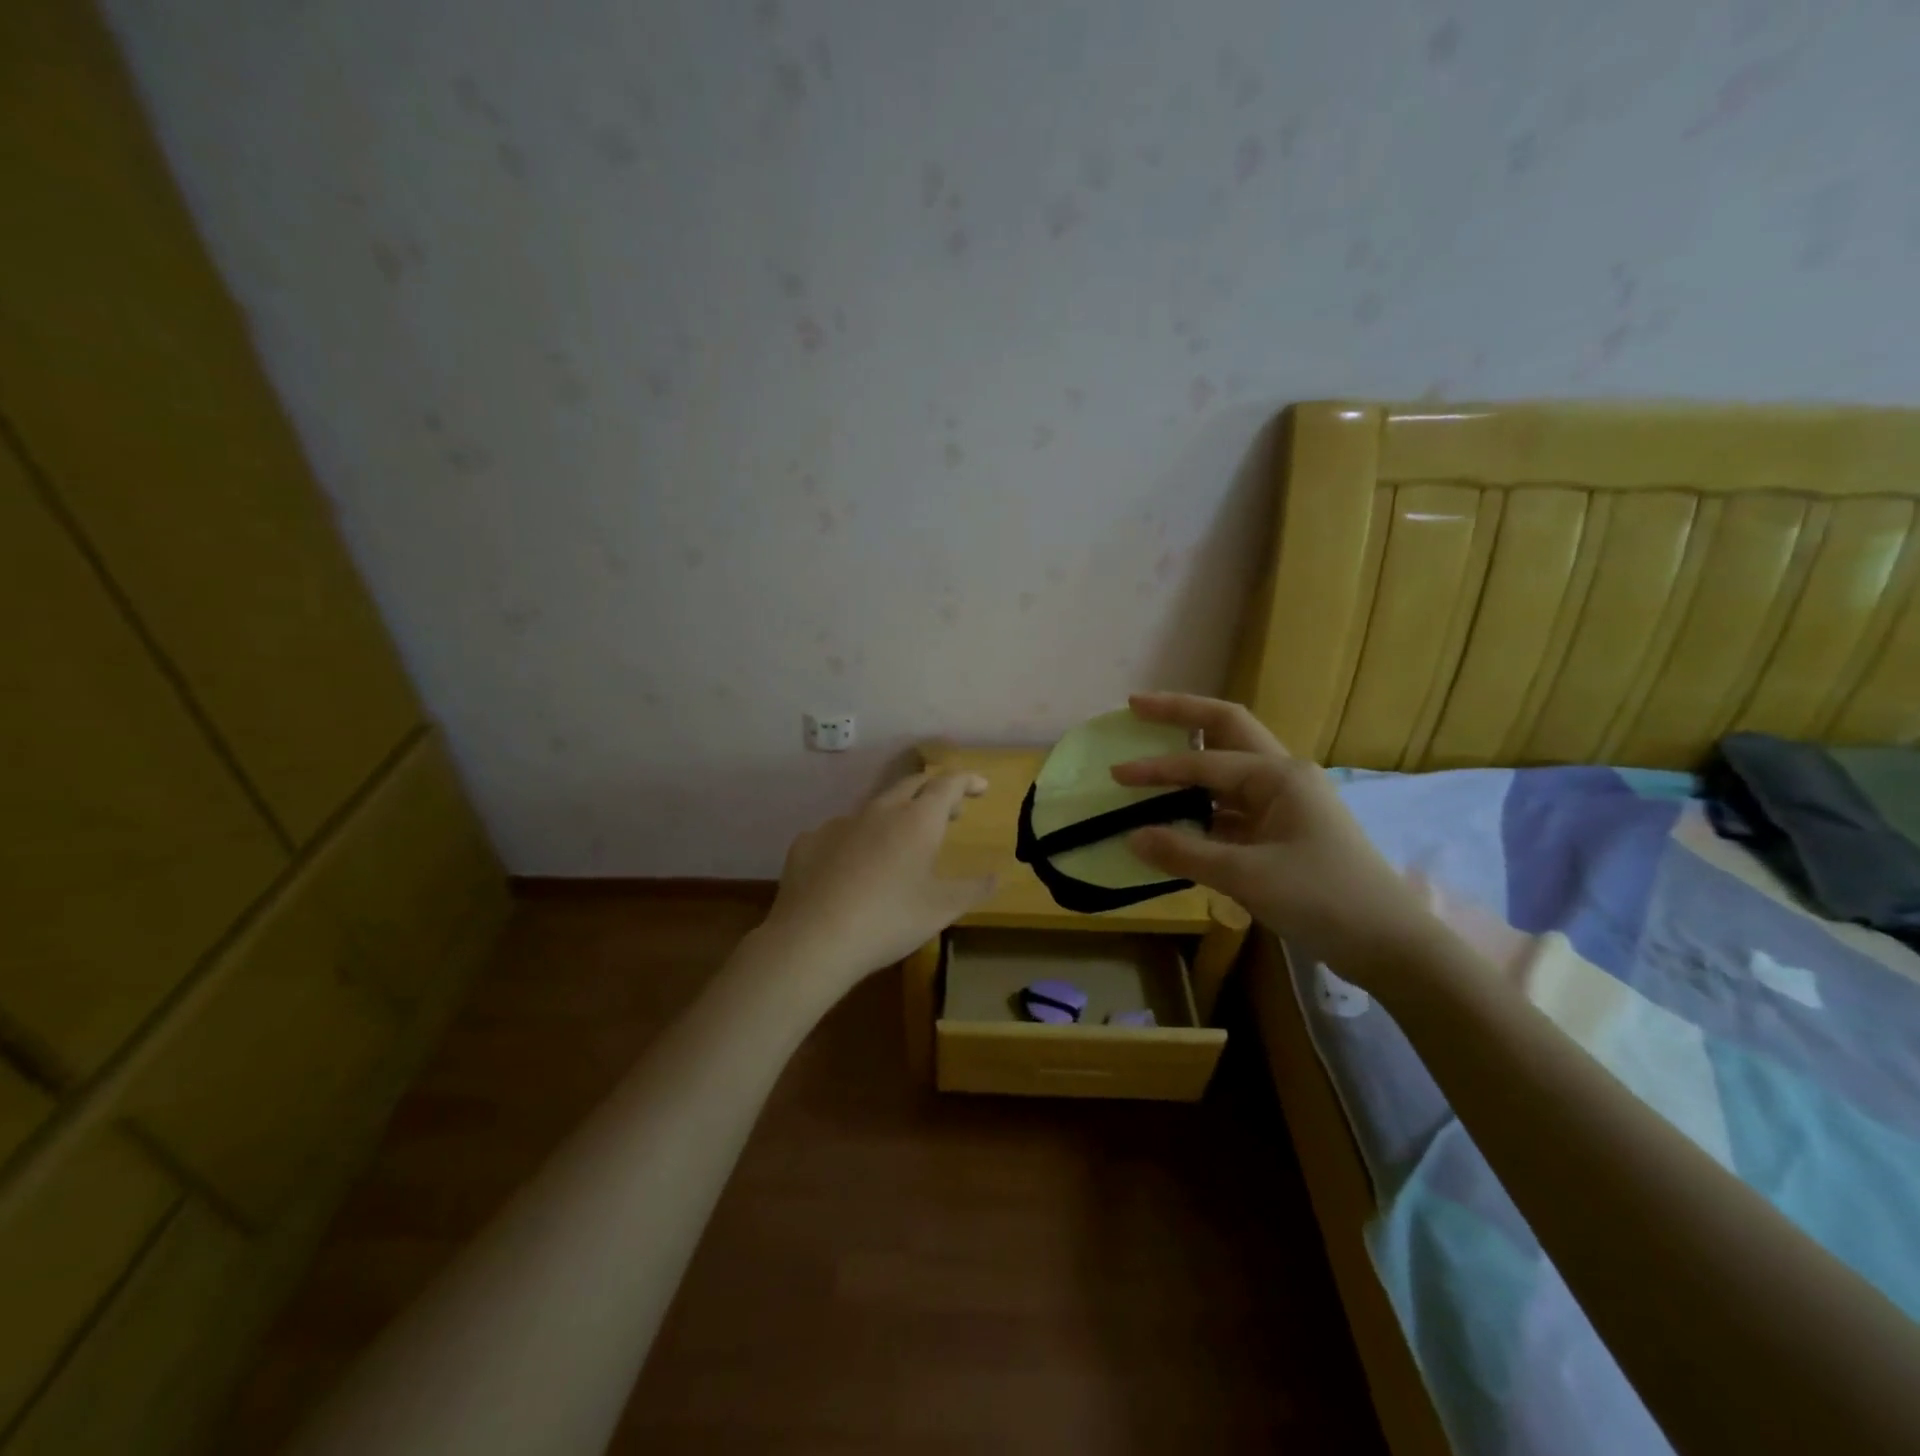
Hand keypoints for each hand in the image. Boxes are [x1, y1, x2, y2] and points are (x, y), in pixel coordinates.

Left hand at [759, 771, 996, 991]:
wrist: (813, 939)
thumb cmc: (889, 920)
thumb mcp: (941, 910)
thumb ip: (973, 889)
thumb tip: (995, 876)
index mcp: (917, 820)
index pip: (948, 783)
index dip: (967, 780)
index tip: (980, 786)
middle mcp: (879, 810)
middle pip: (911, 785)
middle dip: (934, 792)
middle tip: (949, 811)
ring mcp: (839, 823)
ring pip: (874, 808)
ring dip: (895, 817)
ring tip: (901, 844)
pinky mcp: (808, 842)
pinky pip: (840, 833)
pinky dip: (856, 841)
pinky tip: (852, 868)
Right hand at [1113, 693, 1429, 972]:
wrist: (1389, 945)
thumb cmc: (1323, 898)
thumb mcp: (1247, 876)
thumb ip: (1184, 853)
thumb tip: (1131, 838)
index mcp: (1279, 775)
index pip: (1204, 763)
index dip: (1156, 769)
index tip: (1115, 774)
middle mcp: (1283, 776)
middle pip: (1225, 730)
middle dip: (1181, 714)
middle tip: (1136, 706)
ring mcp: (1286, 804)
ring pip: (1229, 768)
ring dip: (1192, 759)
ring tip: (1150, 752)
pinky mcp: (1283, 832)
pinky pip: (1233, 806)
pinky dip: (1202, 805)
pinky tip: (1176, 816)